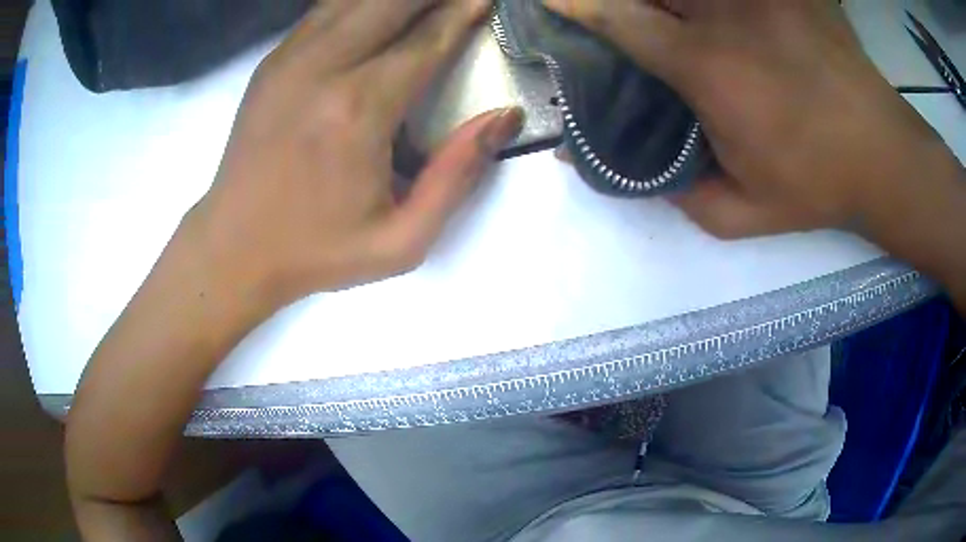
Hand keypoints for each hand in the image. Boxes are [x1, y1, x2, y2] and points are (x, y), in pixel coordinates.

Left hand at [195, 0, 522, 309]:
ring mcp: (289, 59)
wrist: (234, 247)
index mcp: (358, 110)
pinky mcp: (271, 63)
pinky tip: (378, 8)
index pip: (426, 41)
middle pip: (390, 3)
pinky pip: (324, 11)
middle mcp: (322, 69)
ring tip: (424, 2)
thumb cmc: (317, 250)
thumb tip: (504, 118)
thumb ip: (457, 176)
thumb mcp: (401, 240)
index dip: (463, 13)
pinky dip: (358, 2)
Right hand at [544, 0, 949, 239]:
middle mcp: (725, 15)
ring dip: (674, 0)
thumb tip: (616, 172)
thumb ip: (675, 193)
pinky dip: (724, 2)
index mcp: (705, 67)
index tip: (552, 0)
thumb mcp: (741, 213)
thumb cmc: (817, 185)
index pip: (618, 18)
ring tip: (680, 22)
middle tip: (633, 18)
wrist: (883, 158)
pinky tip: (728, 18)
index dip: (576, 3)